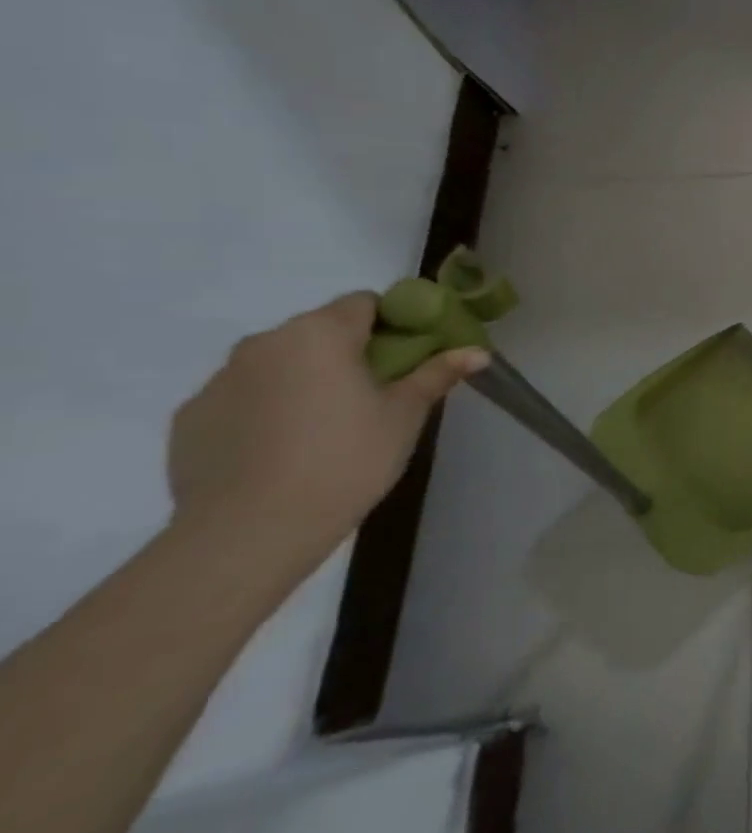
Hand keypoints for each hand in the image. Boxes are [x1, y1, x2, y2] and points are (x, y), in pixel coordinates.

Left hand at [166, 293, 487, 575]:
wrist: (252, 529)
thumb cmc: (346, 459)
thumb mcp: (405, 415)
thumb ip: (436, 374)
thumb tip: (478, 351)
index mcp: (320, 333)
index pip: (363, 302)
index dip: (392, 322)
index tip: (408, 354)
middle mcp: (264, 343)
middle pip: (318, 331)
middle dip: (347, 352)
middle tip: (375, 393)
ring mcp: (219, 380)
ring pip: (277, 363)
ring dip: (305, 379)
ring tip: (326, 426)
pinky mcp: (191, 416)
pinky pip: (242, 398)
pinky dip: (266, 410)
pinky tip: (283, 449)